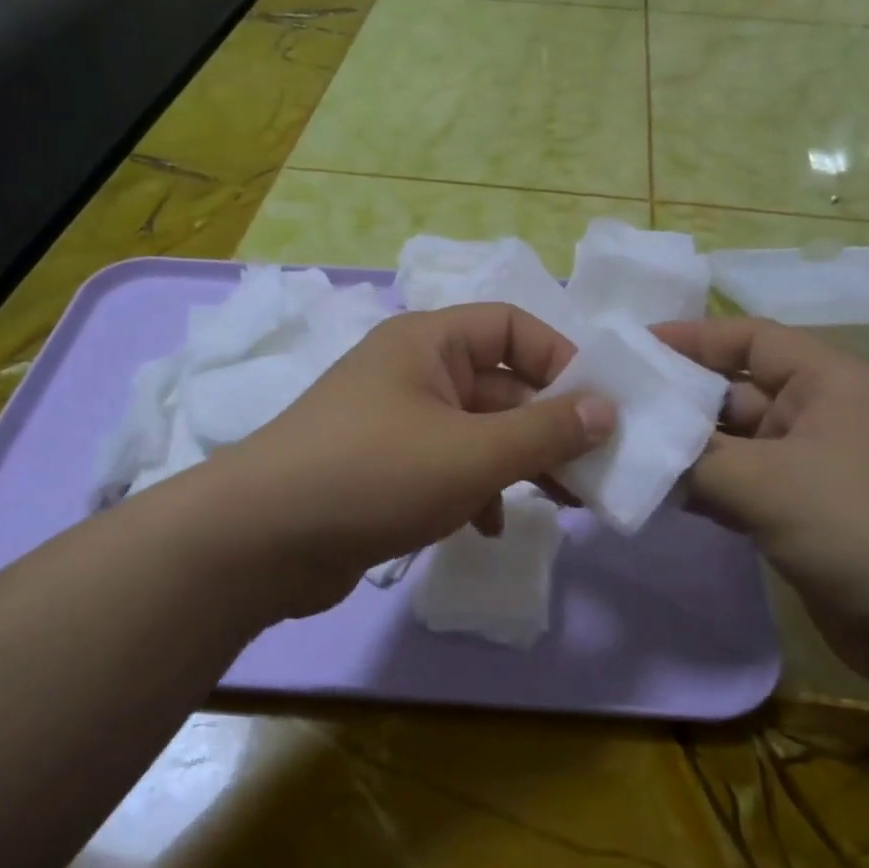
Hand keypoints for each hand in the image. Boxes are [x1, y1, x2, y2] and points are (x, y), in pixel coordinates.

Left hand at [199, 304, 615, 615]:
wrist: (260, 541)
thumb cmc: (375, 475)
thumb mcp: (473, 453)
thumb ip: (546, 431)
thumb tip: (608, 409)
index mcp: (428, 342)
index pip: (512, 326)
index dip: (560, 359)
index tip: (597, 408)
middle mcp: (411, 371)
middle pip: (499, 384)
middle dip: (547, 426)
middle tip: (593, 469)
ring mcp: (394, 421)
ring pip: (476, 431)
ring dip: (517, 462)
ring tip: (563, 502)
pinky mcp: (382, 468)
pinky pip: (446, 466)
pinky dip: (475, 490)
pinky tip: (489, 526)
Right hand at [652, 317, 868, 682]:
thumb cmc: (856, 525)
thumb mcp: (764, 481)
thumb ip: (691, 459)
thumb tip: (636, 449)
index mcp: (824, 381)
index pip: (748, 337)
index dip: (690, 337)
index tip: (631, 348)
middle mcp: (815, 414)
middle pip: (732, 391)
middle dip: (675, 399)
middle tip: (610, 406)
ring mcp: (805, 466)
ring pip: (729, 443)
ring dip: (681, 449)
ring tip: (618, 450)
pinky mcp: (796, 512)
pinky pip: (736, 485)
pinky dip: (699, 488)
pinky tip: (652, 494)